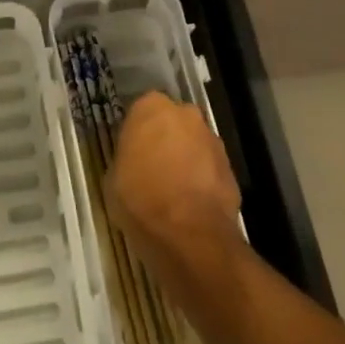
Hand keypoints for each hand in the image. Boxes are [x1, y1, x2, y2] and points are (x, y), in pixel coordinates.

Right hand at [106, 91, 243, 286]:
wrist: (190, 236)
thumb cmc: (140, 199)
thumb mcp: (113, 178)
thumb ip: (125, 159)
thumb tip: (133, 165)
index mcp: (151, 107)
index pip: (141, 112)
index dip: (136, 135)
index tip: (132, 155)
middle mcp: (185, 114)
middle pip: (172, 124)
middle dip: (165, 141)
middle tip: (153, 170)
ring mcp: (212, 140)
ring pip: (194, 145)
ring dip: (186, 161)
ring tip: (174, 193)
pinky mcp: (231, 169)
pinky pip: (210, 170)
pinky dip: (202, 182)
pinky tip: (191, 207)